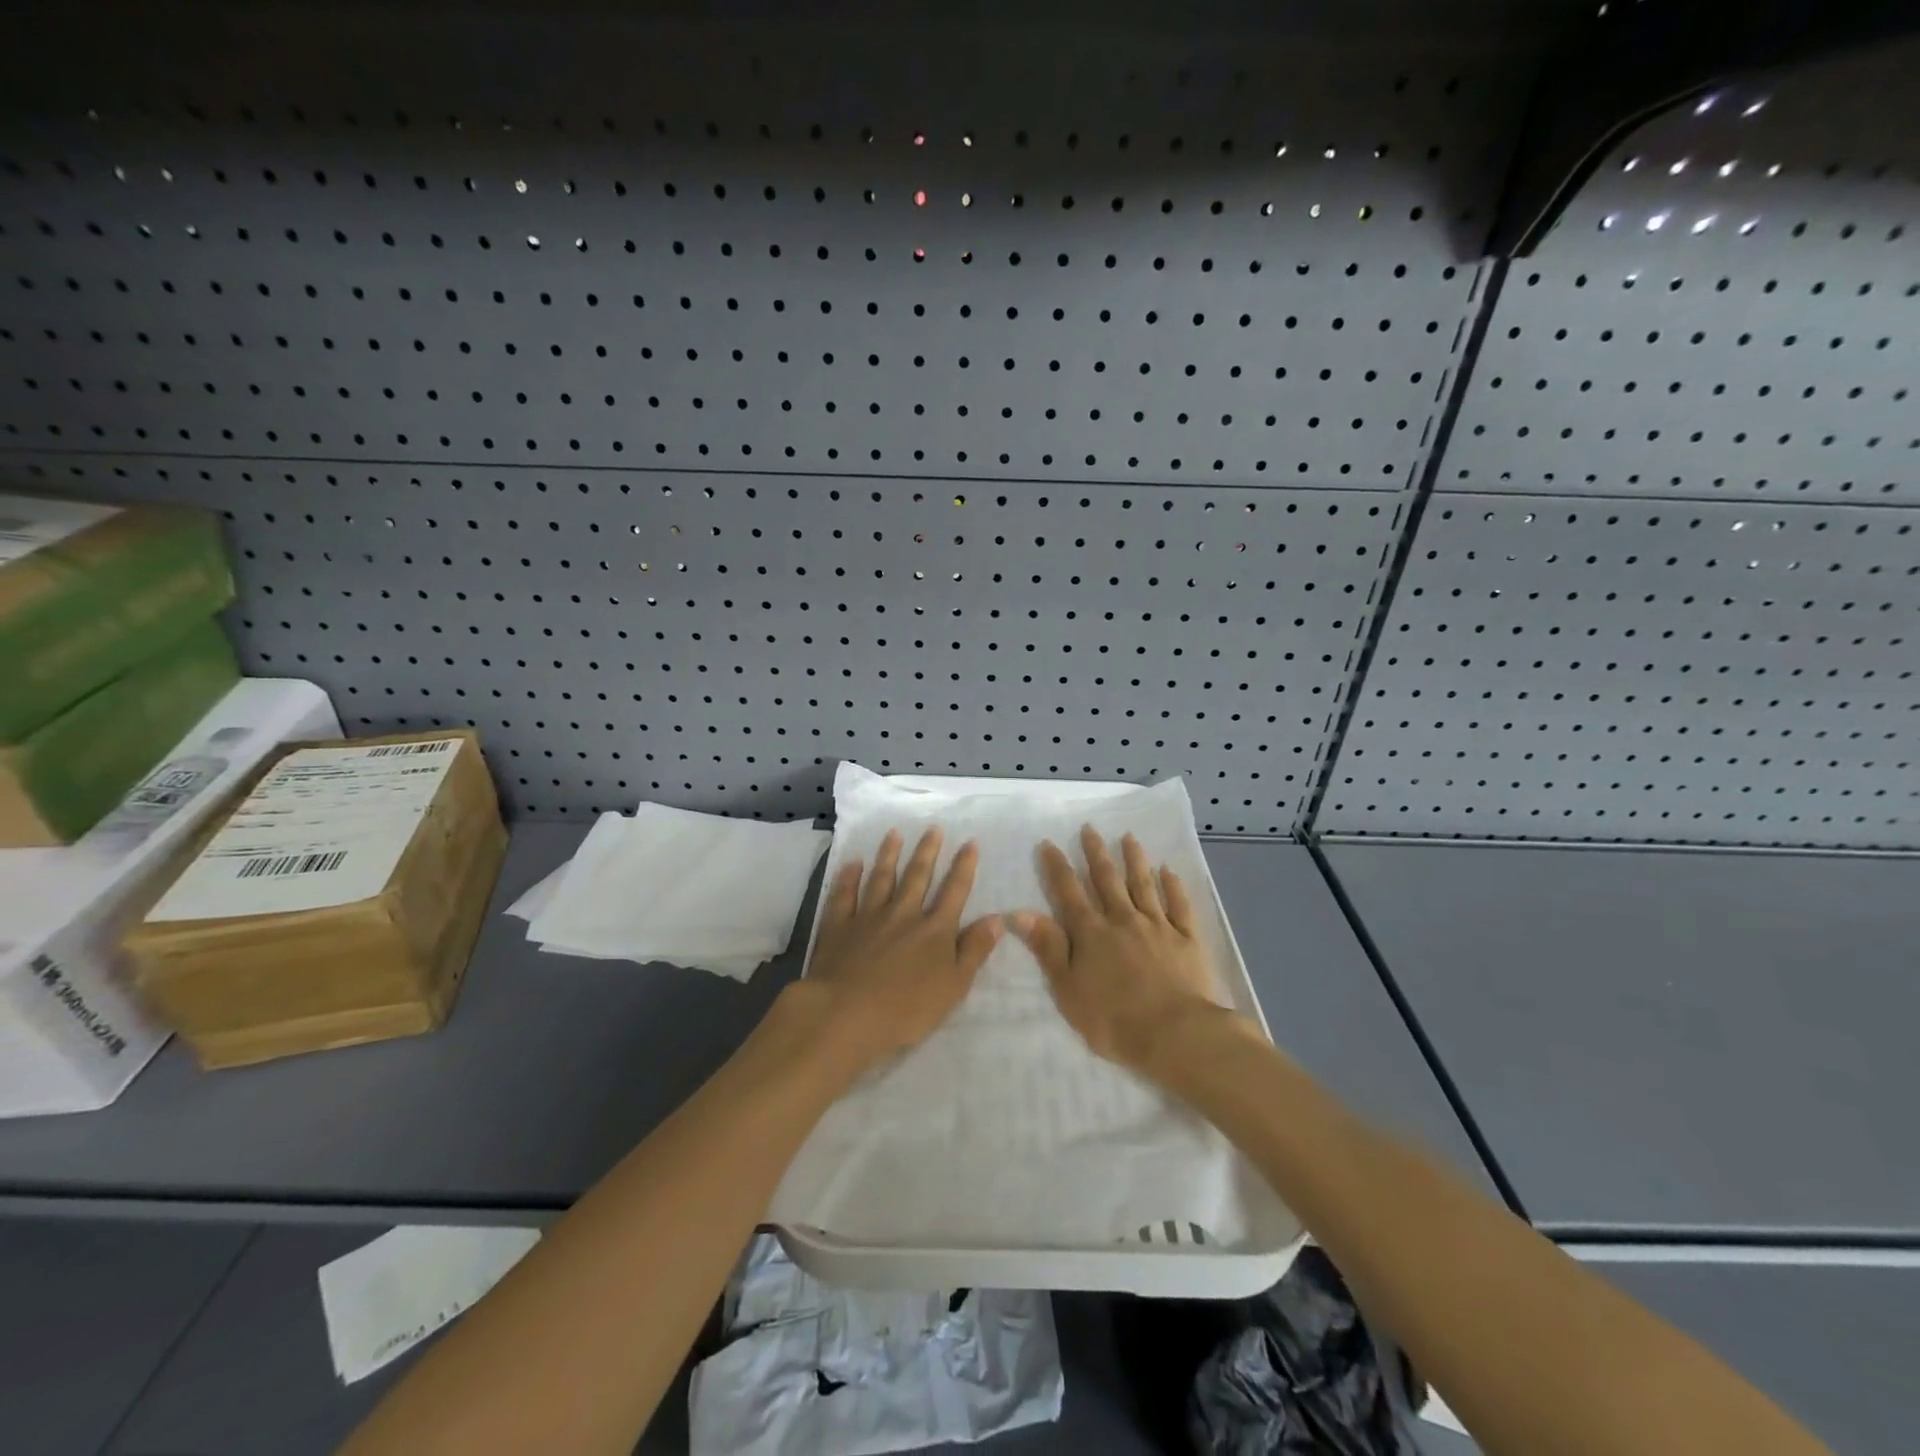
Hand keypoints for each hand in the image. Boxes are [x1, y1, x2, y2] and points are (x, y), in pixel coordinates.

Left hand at [804, 827, 1002, 1072]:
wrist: (846, 1014)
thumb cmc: (907, 1009)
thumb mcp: (954, 986)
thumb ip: (975, 950)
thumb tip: (997, 918)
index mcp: (934, 930)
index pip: (954, 891)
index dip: (964, 867)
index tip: (970, 842)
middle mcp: (903, 915)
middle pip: (917, 877)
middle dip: (927, 851)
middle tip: (933, 828)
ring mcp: (868, 918)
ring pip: (881, 879)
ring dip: (889, 855)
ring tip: (894, 833)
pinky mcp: (838, 927)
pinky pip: (844, 895)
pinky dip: (848, 878)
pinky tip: (853, 863)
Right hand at [1012, 826, 1228, 1075]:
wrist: (1176, 1034)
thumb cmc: (1114, 1019)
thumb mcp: (1068, 989)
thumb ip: (1048, 948)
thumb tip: (1020, 911)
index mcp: (1091, 934)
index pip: (1069, 893)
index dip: (1057, 867)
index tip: (1049, 843)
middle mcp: (1123, 920)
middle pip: (1107, 881)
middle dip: (1096, 853)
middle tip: (1090, 828)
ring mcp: (1158, 927)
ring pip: (1143, 885)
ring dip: (1134, 860)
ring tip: (1129, 837)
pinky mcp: (1187, 939)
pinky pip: (1179, 906)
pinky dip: (1174, 887)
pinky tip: (1170, 871)